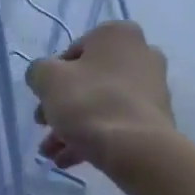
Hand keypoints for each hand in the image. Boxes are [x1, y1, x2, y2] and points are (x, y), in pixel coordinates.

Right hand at [24, 21, 175, 177]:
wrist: (136, 148)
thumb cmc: (89, 103)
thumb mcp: (48, 79)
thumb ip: (38, 71)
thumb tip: (43, 76)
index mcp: (118, 34)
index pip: (73, 51)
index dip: (52, 78)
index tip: (44, 100)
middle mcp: (141, 54)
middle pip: (87, 80)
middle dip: (61, 107)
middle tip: (44, 127)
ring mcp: (152, 88)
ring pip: (100, 104)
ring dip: (72, 126)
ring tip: (52, 153)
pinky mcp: (155, 118)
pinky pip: (116, 122)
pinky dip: (93, 136)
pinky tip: (70, 159)